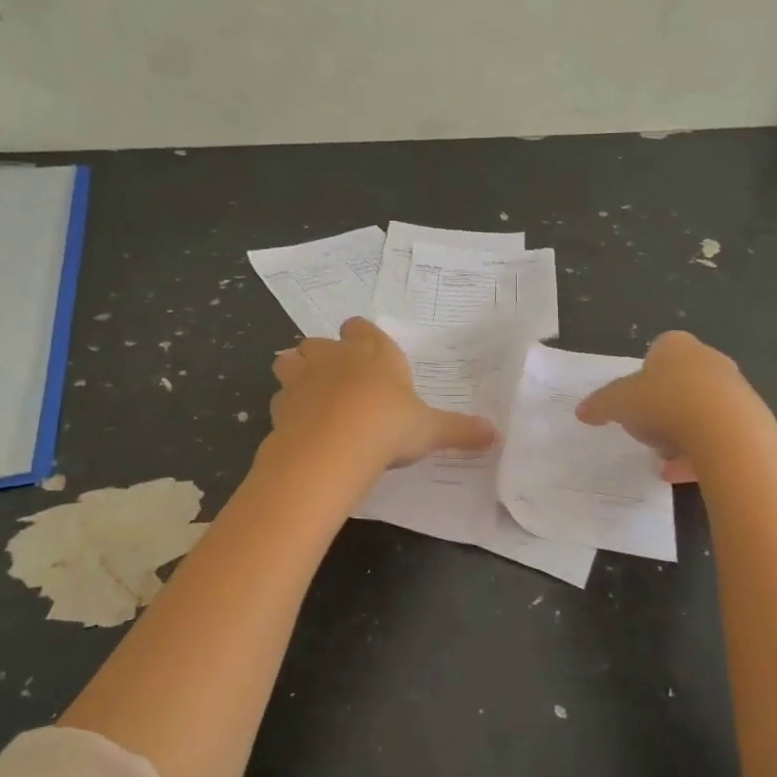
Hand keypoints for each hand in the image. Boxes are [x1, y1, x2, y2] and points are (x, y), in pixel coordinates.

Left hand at [269, 318, 496, 471]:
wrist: (333, 447)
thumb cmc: (389, 426)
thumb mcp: (431, 430)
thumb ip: (460, 430)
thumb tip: (496, 435)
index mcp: (373, 352)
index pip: (361, 328)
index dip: (363, 339)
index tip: (370, 357)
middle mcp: (335, 356)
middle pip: (321, 342)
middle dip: (326, 356)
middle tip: (341, 381)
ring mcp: (302, 377)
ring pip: (290, 360)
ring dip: (298, 373)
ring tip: (312, 397)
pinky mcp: (280, 403)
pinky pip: (280, 398)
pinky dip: (288, 408)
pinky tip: (300, 427)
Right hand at [576, 331, 776, 482]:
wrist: (723, 427)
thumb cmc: (663, 400)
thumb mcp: (617, 402)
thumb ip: (599, 405)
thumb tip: (582, 411)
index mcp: (675, 346)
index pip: (657, 353)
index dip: (643, 377)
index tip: (633, 401)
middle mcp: (709, 360)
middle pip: (681, 382)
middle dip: (664, 406)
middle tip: (646, 428)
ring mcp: (734, 389)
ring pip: (700, 411)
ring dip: (681, 433)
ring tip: (661, 457)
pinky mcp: (750, 420)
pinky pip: (717, 437)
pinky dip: (697, 454)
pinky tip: (677, 473)